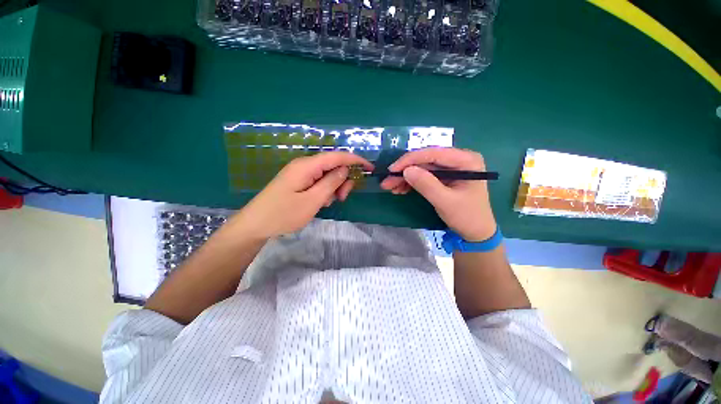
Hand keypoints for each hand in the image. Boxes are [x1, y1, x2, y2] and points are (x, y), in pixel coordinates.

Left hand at [232, 152, 373, 239]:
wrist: (256, 225)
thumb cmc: (284, 214)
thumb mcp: (313, 200)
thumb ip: (331, 183)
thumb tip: (345, 169)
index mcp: (307, 166)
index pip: (337, 156)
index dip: (355, 160)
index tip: (370, 168)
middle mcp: (304, 165)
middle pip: (332, 165)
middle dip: (342, 179)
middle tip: (342, 197)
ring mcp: (300, 173)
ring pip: (326, 174)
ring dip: (333, 187)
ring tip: (328, 203)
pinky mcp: (298, 181)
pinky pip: (318, 181)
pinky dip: (324, 190)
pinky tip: (320, 202)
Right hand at [381, 147, 496, 241]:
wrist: (476, 233)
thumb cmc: (467, 217)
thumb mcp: (446, 202)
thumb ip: (427, 185)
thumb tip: (406, 170)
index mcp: (466, 160)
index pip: (434, 153)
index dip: (410, 160)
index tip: (392, 169)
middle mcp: (458, 160)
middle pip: (426, 160)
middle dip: (405, 171)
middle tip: (387, 181)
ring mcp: (450, 169)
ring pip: (422, 168)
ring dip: (405, 178)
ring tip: (390, 187)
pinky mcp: (444, 177)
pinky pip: (424, 176)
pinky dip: (411, 183)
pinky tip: (400, 189)